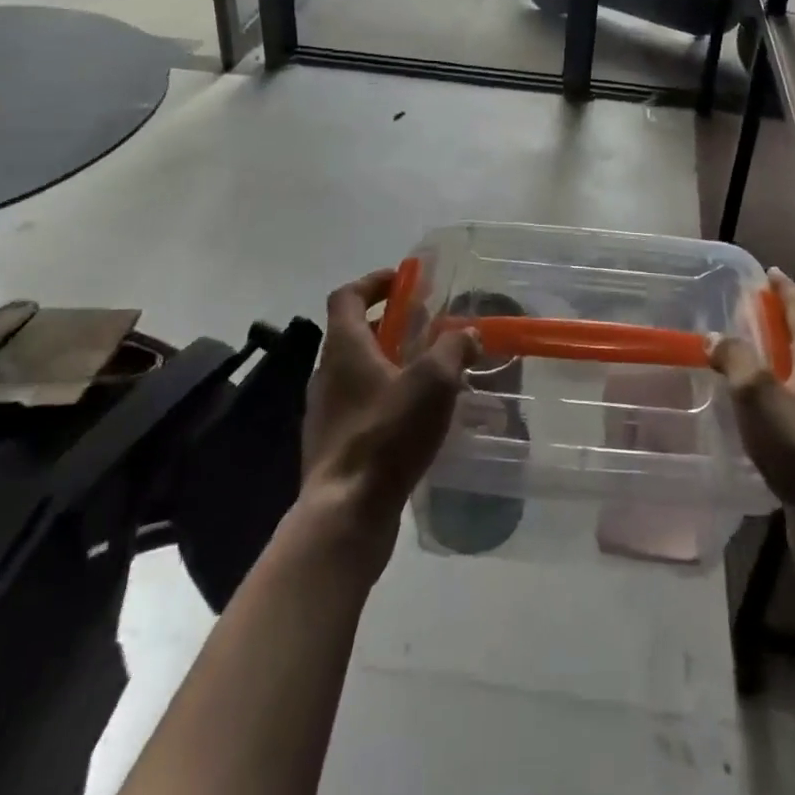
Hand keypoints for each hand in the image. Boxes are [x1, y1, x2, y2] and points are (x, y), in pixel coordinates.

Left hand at [299, 269, 479, 570]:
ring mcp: (326, 412)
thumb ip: (454, 349)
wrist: (345, 513)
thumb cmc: (387, 433)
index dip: (373, 281)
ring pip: (358, 371)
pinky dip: (386, 397)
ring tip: (429, 372)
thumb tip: (468, 334)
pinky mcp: (333, 445)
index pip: (347, 296)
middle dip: (390, 323)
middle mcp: (327, 374)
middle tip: (426, 327)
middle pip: (354, 332)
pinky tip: (415, 417)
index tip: (403, 280)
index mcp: (344, 348)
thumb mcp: (433, 381)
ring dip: (390, 362)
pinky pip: (360, 405)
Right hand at [709, 269, 794, 603]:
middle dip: (777, 323)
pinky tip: (753, 409)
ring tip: (743, 356)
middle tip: (747, 311)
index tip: (769, 273)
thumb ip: (736, 359)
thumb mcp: (759, 394)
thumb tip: (716, 338)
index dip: (784, 290)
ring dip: (775, 360)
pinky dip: (775, 394)